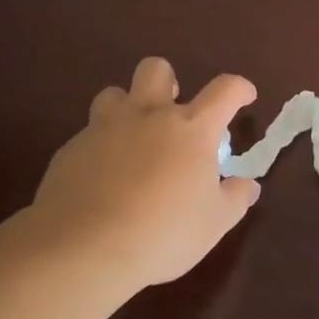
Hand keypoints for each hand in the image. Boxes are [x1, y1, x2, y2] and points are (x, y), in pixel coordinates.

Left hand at [25, 57, 260, 289]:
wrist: (84, 248)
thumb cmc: (163, 233)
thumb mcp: (213, 223)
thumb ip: (234, 198)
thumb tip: (248, 185)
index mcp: (191, 128)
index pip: (224, 90)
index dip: (239, 89)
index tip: (244, 97)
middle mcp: (148, 116)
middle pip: (156, 70)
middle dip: (168, 80)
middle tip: (173, 108)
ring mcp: (104, 129)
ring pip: (113, 94)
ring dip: (127, 108)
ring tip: (133, 138)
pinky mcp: (71, 149)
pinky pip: (88, 134)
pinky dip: (101, 147)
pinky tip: (102, 178)